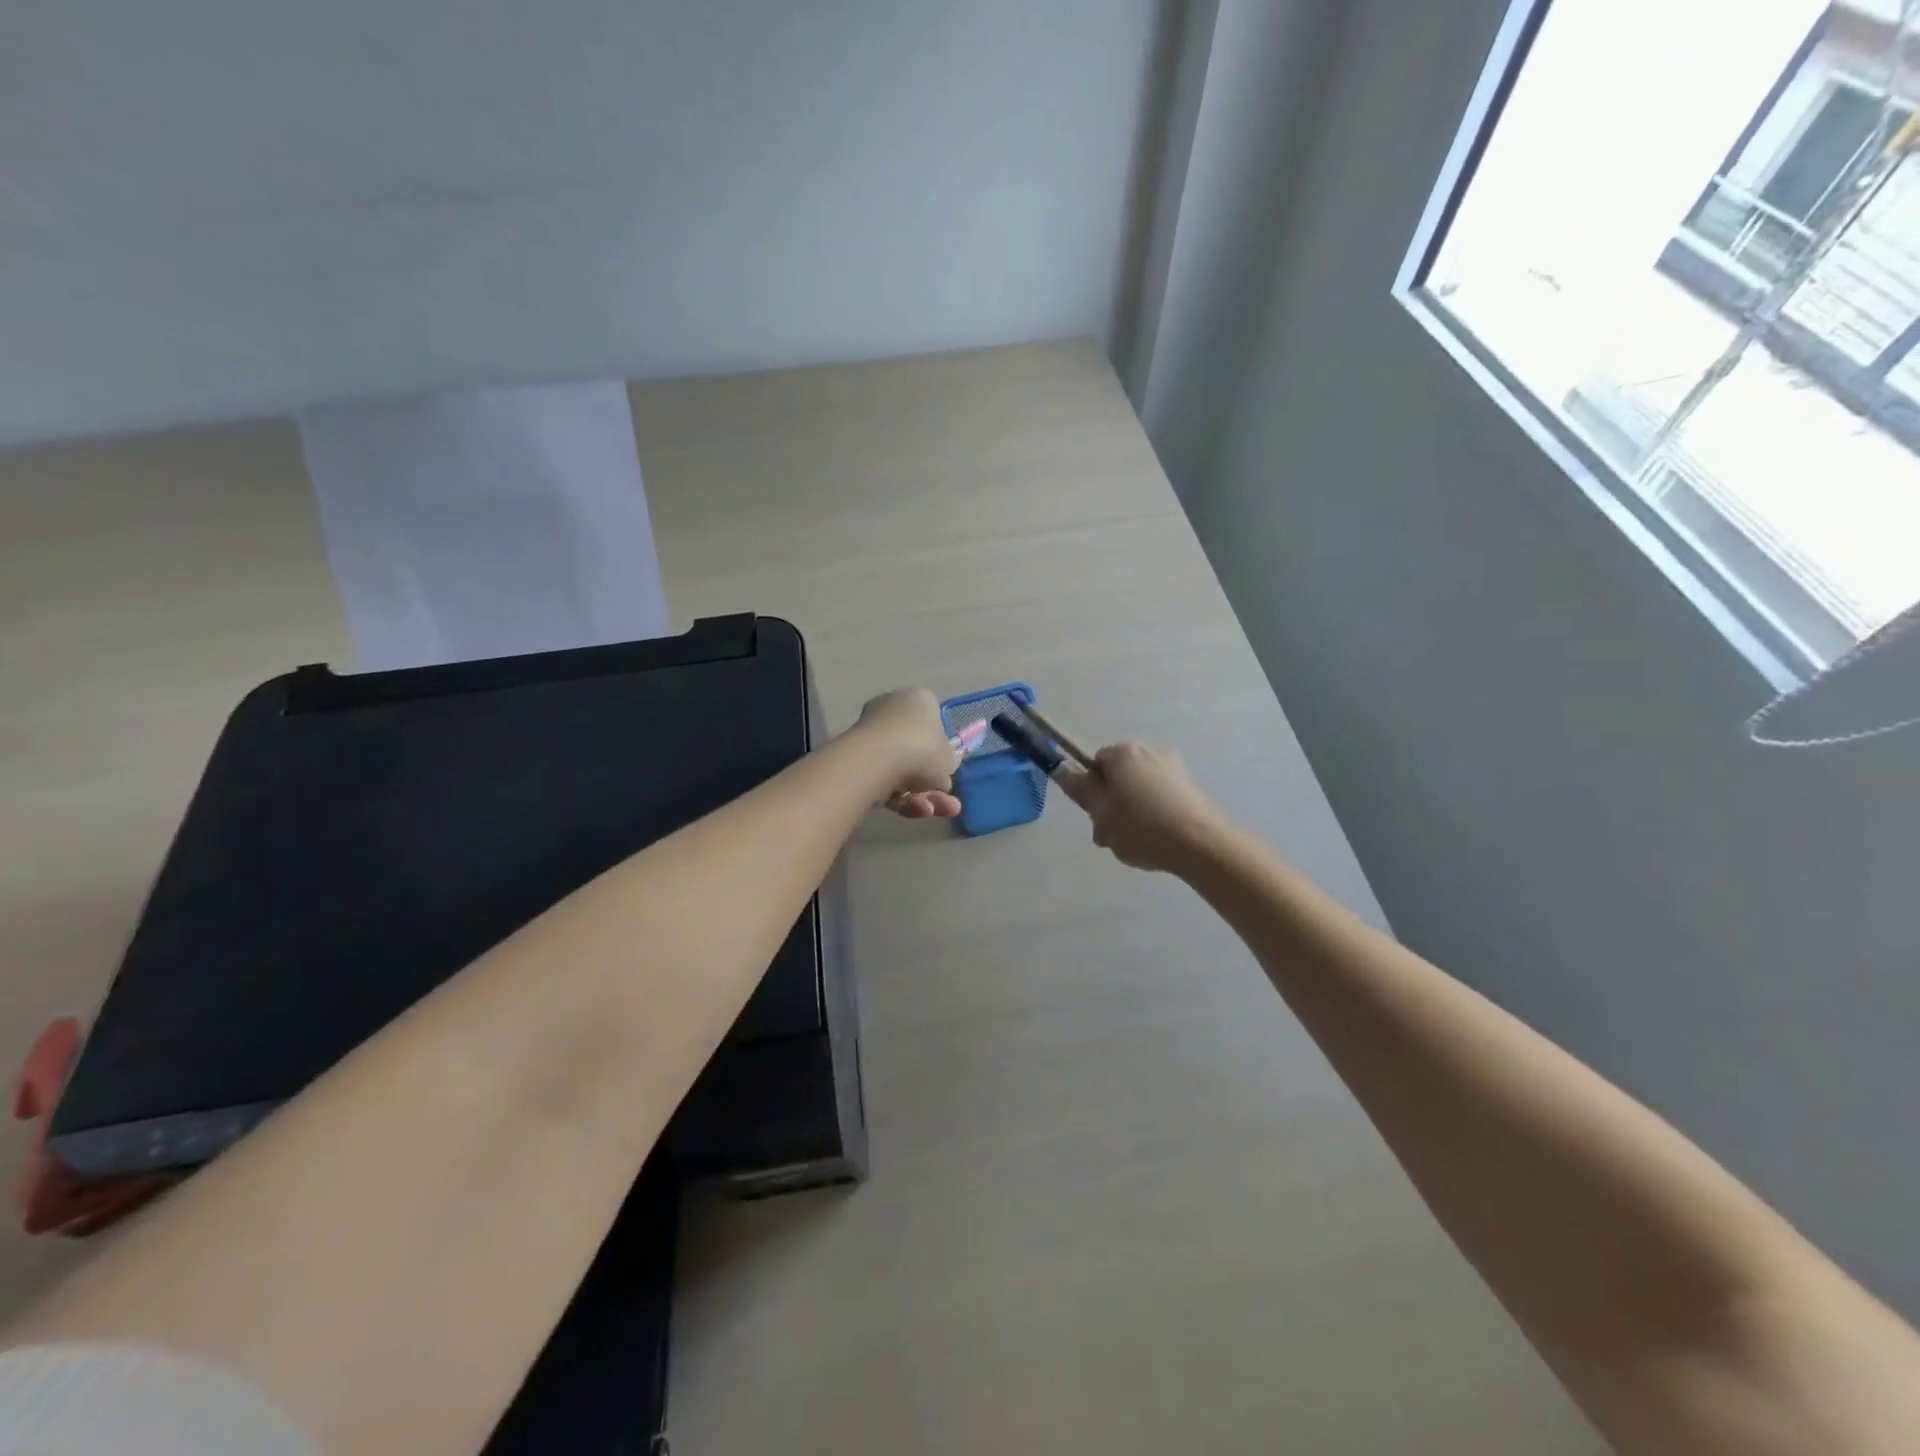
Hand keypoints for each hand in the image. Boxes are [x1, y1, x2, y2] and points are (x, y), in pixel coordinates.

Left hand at [850, 687, 962, 819]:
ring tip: (931, 812)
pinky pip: (883, 779)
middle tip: (947, 803)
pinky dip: (899, 797)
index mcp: (918, 700)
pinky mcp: (854, 759)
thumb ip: (949, 763)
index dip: (942, 748)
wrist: (876, 762)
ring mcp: (870, 734)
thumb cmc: (922, 750)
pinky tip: (913, 811)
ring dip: (920, 795)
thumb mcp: (950, 760)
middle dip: (931, 781)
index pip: (933, 720)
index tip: (947, 768)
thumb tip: (942, 770)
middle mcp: (891, 710)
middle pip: (915, 750)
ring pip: (900, 769)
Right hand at [1057, 742, 1229, 872]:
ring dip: (1132, 809)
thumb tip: (1063, 770)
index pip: (1095, 763)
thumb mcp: (1101, 814)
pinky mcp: (1191, 787)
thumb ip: (1082, 791)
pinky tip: (1157, 838)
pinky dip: (1154, 812)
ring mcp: (1174, 768)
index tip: (1096, 816)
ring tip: (1135, 842)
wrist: (1201, 844)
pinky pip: (1161, 795)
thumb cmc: (1142, 828)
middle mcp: (1149, 751)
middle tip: (1111, 835)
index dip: (1091, 790)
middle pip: (1119, 774)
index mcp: (1123, 753)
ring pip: (1140, 787)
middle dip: (1112, 801)